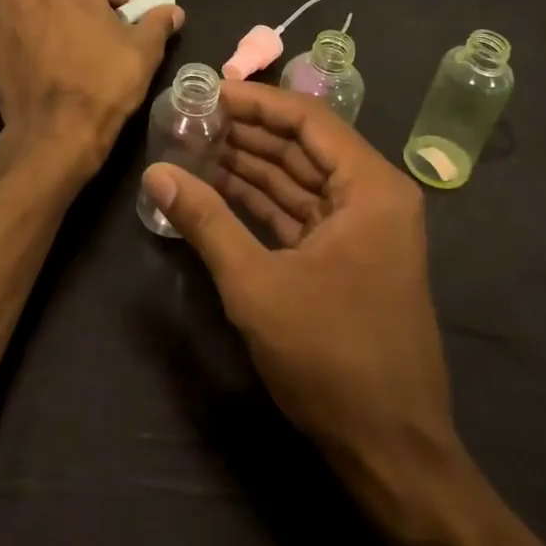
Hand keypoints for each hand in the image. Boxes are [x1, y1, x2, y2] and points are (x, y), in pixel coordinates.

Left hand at [0, 0, 183, 168]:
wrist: (52, 135)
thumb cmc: (103, 82)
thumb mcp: (144, 49)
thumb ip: (158, 20)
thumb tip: (172, 11)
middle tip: (116, 15)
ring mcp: (1, 13)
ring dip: (58, 1)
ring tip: (79, 29)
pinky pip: (16, 22)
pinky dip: (35, 27)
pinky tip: (53, 54)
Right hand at [140, 82, 463, 524]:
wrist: (390, 452)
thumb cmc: (330, 357)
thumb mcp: (257, 285)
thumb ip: (206, 221)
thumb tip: (155, 173)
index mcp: (370, 188)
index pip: (308, 119)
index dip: (256, 102)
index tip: (208, 93)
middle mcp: (373, 197)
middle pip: (303, 146)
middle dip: (247, 133)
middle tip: (191, 119)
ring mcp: (362, 229)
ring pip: (298, 180)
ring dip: (250, 166)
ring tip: (194, 148)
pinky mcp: (347, 258)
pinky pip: (299, 213)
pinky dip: (261, 202)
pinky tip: (217, 191)